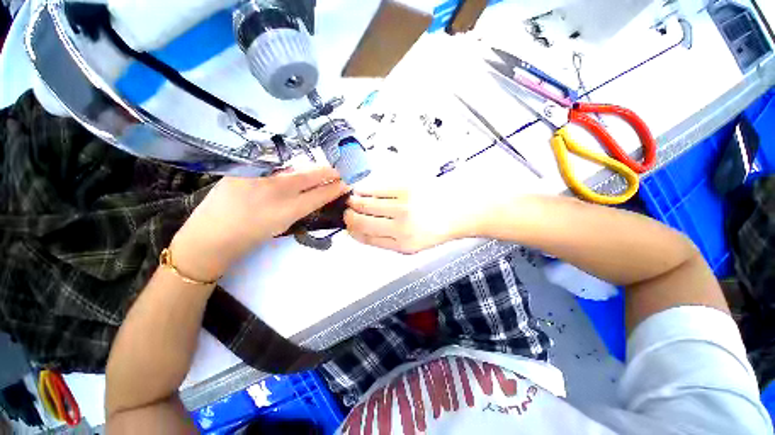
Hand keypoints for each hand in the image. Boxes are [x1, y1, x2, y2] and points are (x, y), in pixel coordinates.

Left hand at [171, 166, 348, 280]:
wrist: (212, 235)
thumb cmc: (251, 235)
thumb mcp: (283, 224)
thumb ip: (299, 205)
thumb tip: (314, 190)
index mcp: (288, 210)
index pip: (320, 195)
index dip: (335, 188)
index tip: (345, 183)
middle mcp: (276, 191)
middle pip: (310, 176)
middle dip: (327, 172)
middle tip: (337, 172)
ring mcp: (258, 177)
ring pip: (292, 168)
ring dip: (308, 169)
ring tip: (317, 171)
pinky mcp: (243, 169)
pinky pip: (273, 166)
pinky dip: (286, 168)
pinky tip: (289, 170)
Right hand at [344, 184, 487, 253]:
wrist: (460, 210)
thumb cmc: (437, 227)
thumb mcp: (413, 245)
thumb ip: (387, 240)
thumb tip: (362, 231)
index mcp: (402, 245)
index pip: (365, 238)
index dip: (352, 231)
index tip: (348, 225)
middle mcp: (400, 227)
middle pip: (361, 220)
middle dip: (349, 215)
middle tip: (347, 210)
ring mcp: (402, 206)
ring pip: (365, 203)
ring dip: (354, 201)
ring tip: (353, 200)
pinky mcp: (405, 188)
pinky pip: (376, 189)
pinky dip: (365, 190)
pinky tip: (363, 190)